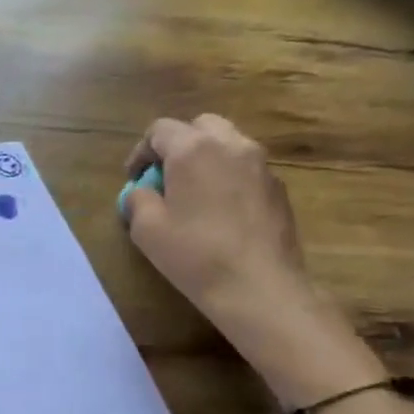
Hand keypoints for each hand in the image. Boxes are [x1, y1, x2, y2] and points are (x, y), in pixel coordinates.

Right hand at [123, 113, 308, 316]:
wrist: (259, 287)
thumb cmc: (194, 254)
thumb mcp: (146, 228)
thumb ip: (138, 199)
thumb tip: (142, 192)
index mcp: (193, 149)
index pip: (160, 130)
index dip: (141, 152)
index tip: (134, 179)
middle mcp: (231, 145)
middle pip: (200, 126)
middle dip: (178, 145)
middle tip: (166, 177)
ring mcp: (261, 165)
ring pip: (228, 144)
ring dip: (206, 158)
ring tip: (194, 192)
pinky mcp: (279, 188)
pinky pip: (246, 169)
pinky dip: (228, 177)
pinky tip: (220, 211)